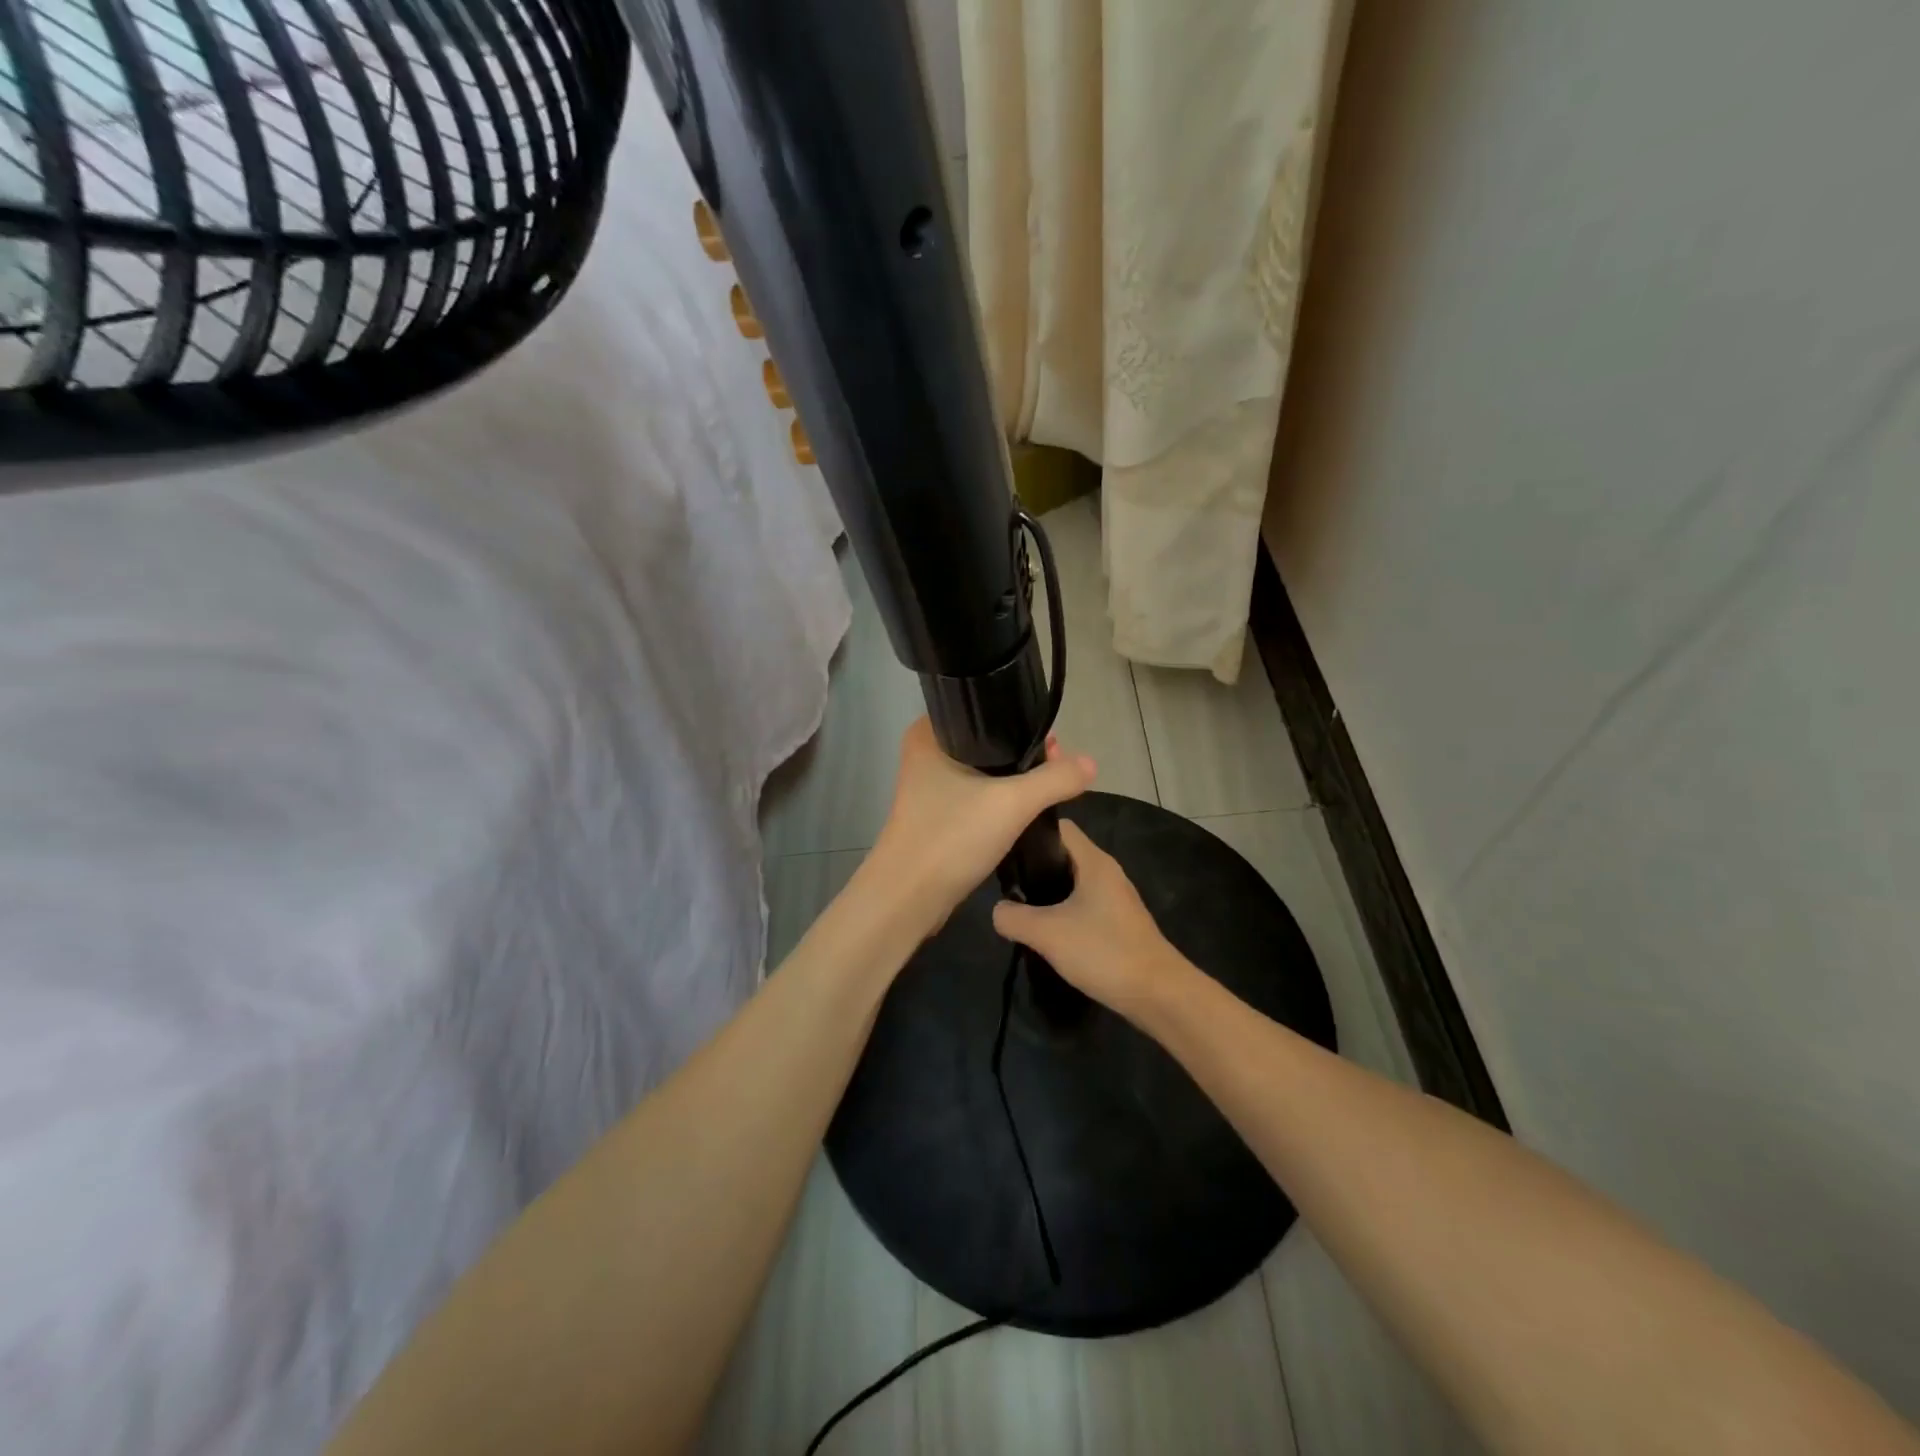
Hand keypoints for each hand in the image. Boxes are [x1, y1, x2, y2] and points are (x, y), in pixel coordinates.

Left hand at [868, 718, 1095, 934]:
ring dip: (1014, 779)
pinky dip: (1000, 799)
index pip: (984, 710)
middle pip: (988, 741)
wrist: (908, 898)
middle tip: (1059, 764)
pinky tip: (1026, 808)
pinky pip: (977, 796)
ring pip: (984, 771)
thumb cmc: (952, 837)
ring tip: (1051, 784)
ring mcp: (929, 787)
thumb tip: (1090, 762)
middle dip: (1025, 752)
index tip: (1054, 740)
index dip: (1022, 720)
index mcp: (929, 733)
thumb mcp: (1012, 803)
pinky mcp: (937, 814)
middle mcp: (925, 753)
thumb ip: (1055, 779)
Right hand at [991, 820, 1183, 1019]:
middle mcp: (1106, 872)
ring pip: (1073, 882)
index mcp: (1093, 861)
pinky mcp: (1118, 922)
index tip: (1003, 848)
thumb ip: (1013, 917)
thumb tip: (997, 910)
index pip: (1059, 827)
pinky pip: (1083, 905)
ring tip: (1019, 907)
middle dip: (1034, 866)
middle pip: (1063, 855)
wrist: (1158, 994)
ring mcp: (1115, 898)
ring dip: (1048, 892)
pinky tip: (1047, 931)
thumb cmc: (1103, 951)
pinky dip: (1063, 912)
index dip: (1029, 832)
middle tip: (1005, 883)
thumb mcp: (1047, 934)